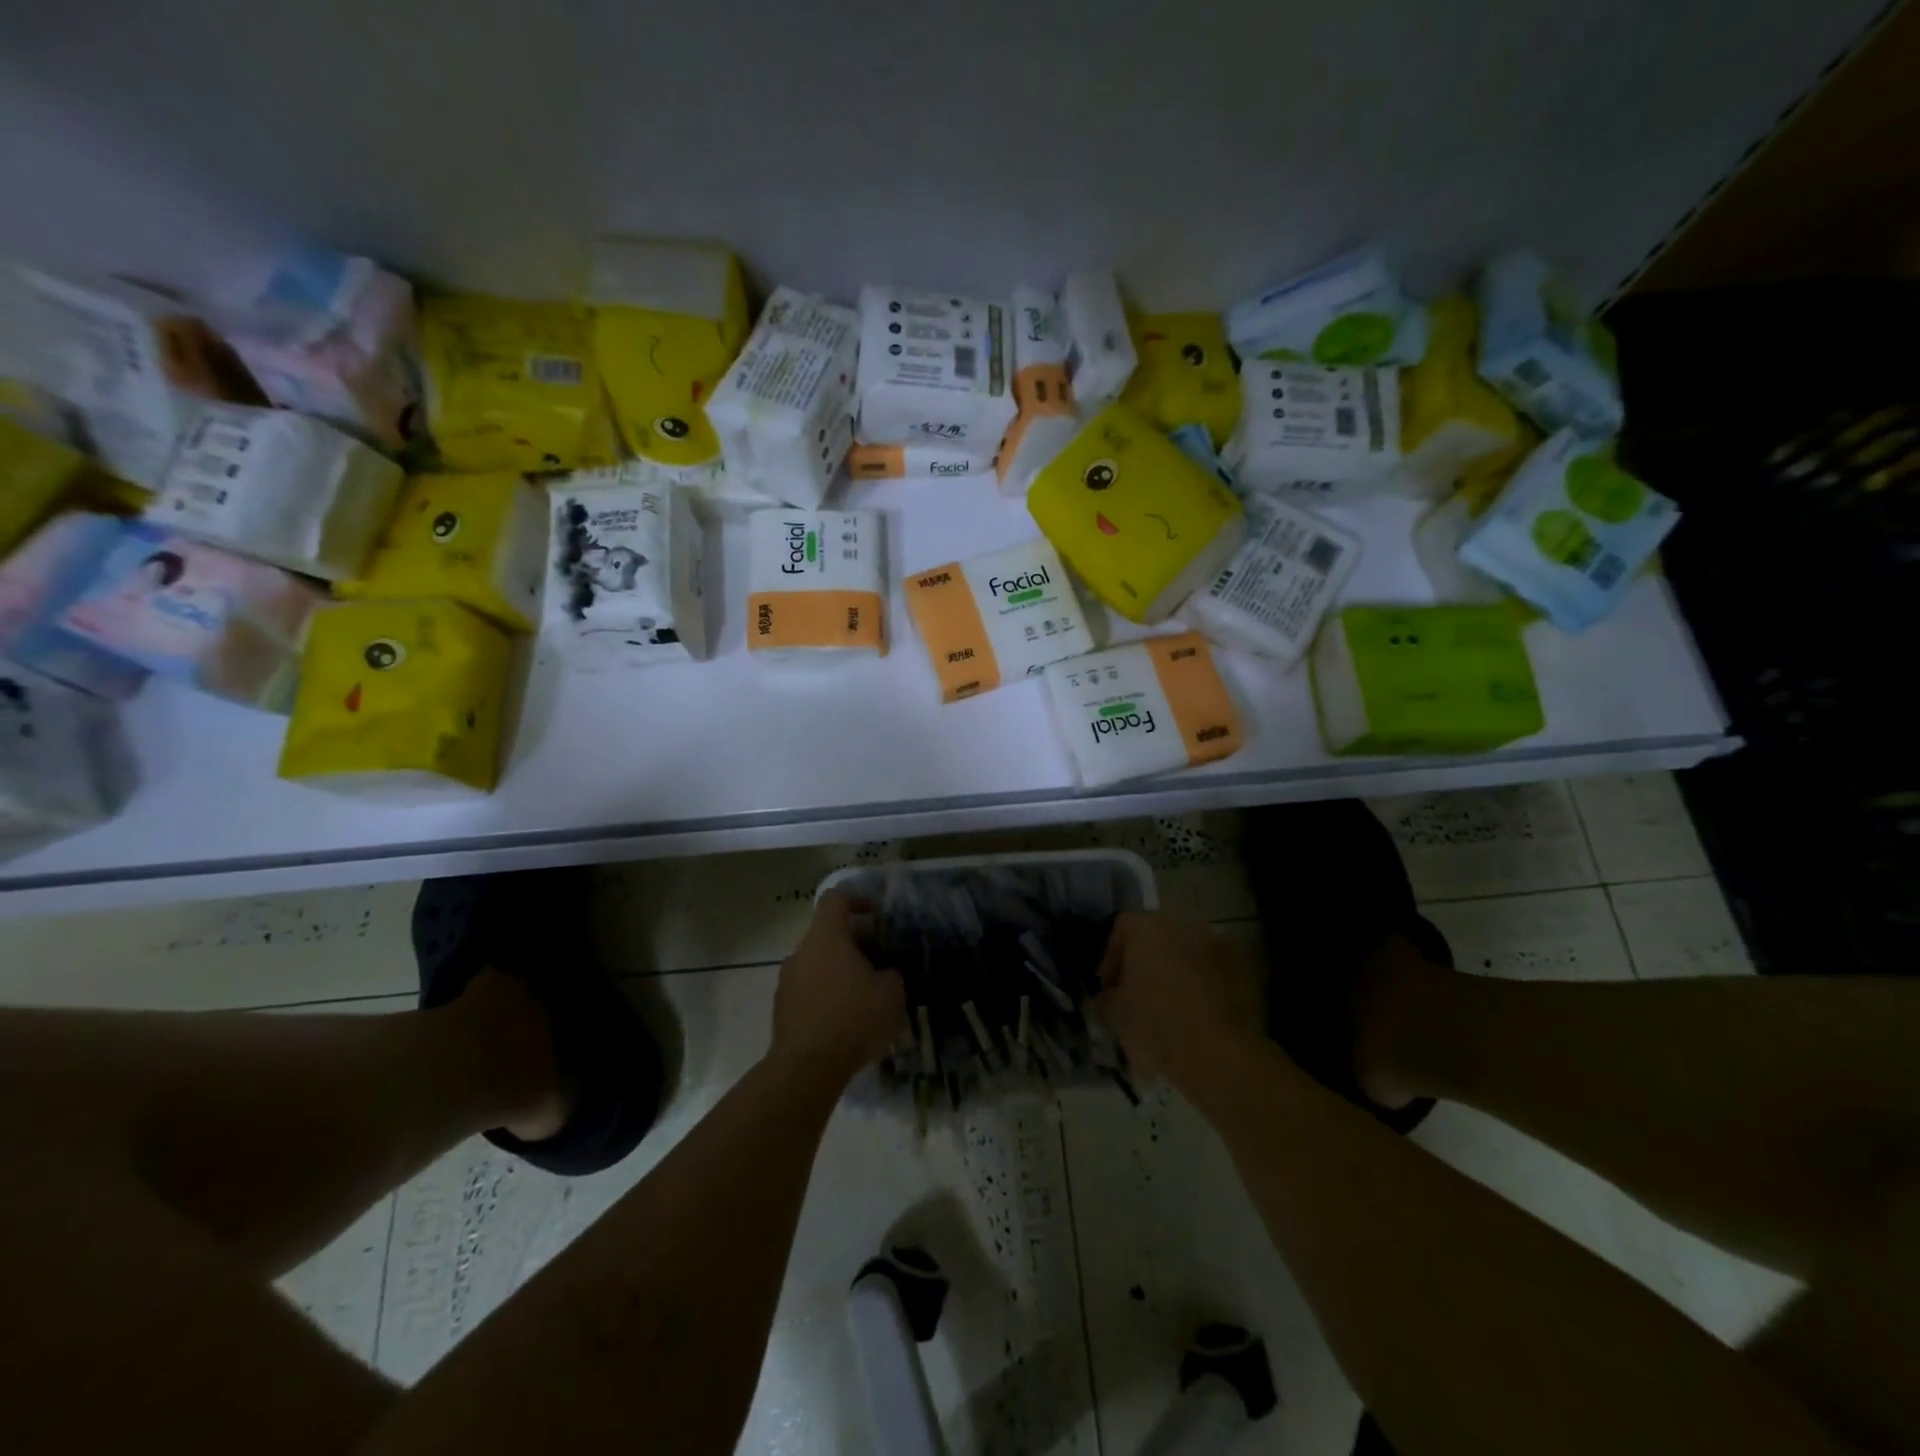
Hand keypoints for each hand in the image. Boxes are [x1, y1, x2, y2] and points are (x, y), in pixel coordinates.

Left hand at [771, 893, 906, 1084]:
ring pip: (816, 965)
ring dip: (838, 974)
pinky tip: (844, 1023)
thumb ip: (891, 973)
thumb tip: (885, 972)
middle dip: (852, 945)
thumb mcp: (891, 993)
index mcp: (826, 937)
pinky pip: (808, 992)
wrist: (807, 1068)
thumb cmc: (853, 1018)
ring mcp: (786, 981)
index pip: (835, 899)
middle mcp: (801, 952)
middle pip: (825, 935)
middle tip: (876, 964)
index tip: (874, 913)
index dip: (856, 899)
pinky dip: (825, 998)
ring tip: (862, 998)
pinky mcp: (781, 1010)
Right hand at [1095, 912, 1264, 1087]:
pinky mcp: (1237, 968)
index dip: (1111, 958)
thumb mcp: (1114, 1012)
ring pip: (1183, 952)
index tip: (1108, 988)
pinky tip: (1191, 1013)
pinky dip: (1197, 984)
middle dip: (1143, 962)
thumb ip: (1106, 997)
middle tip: (1135, 994)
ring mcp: (1213, 943)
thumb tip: (1107, 997)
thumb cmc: (1154, 1022)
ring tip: (1165, 1006)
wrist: (1215, 1051)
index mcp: (1147, 926)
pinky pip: (1207, 970)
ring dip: (1171, 971)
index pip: (1120, 929)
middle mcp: (1181, 924)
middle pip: (1154, 937)